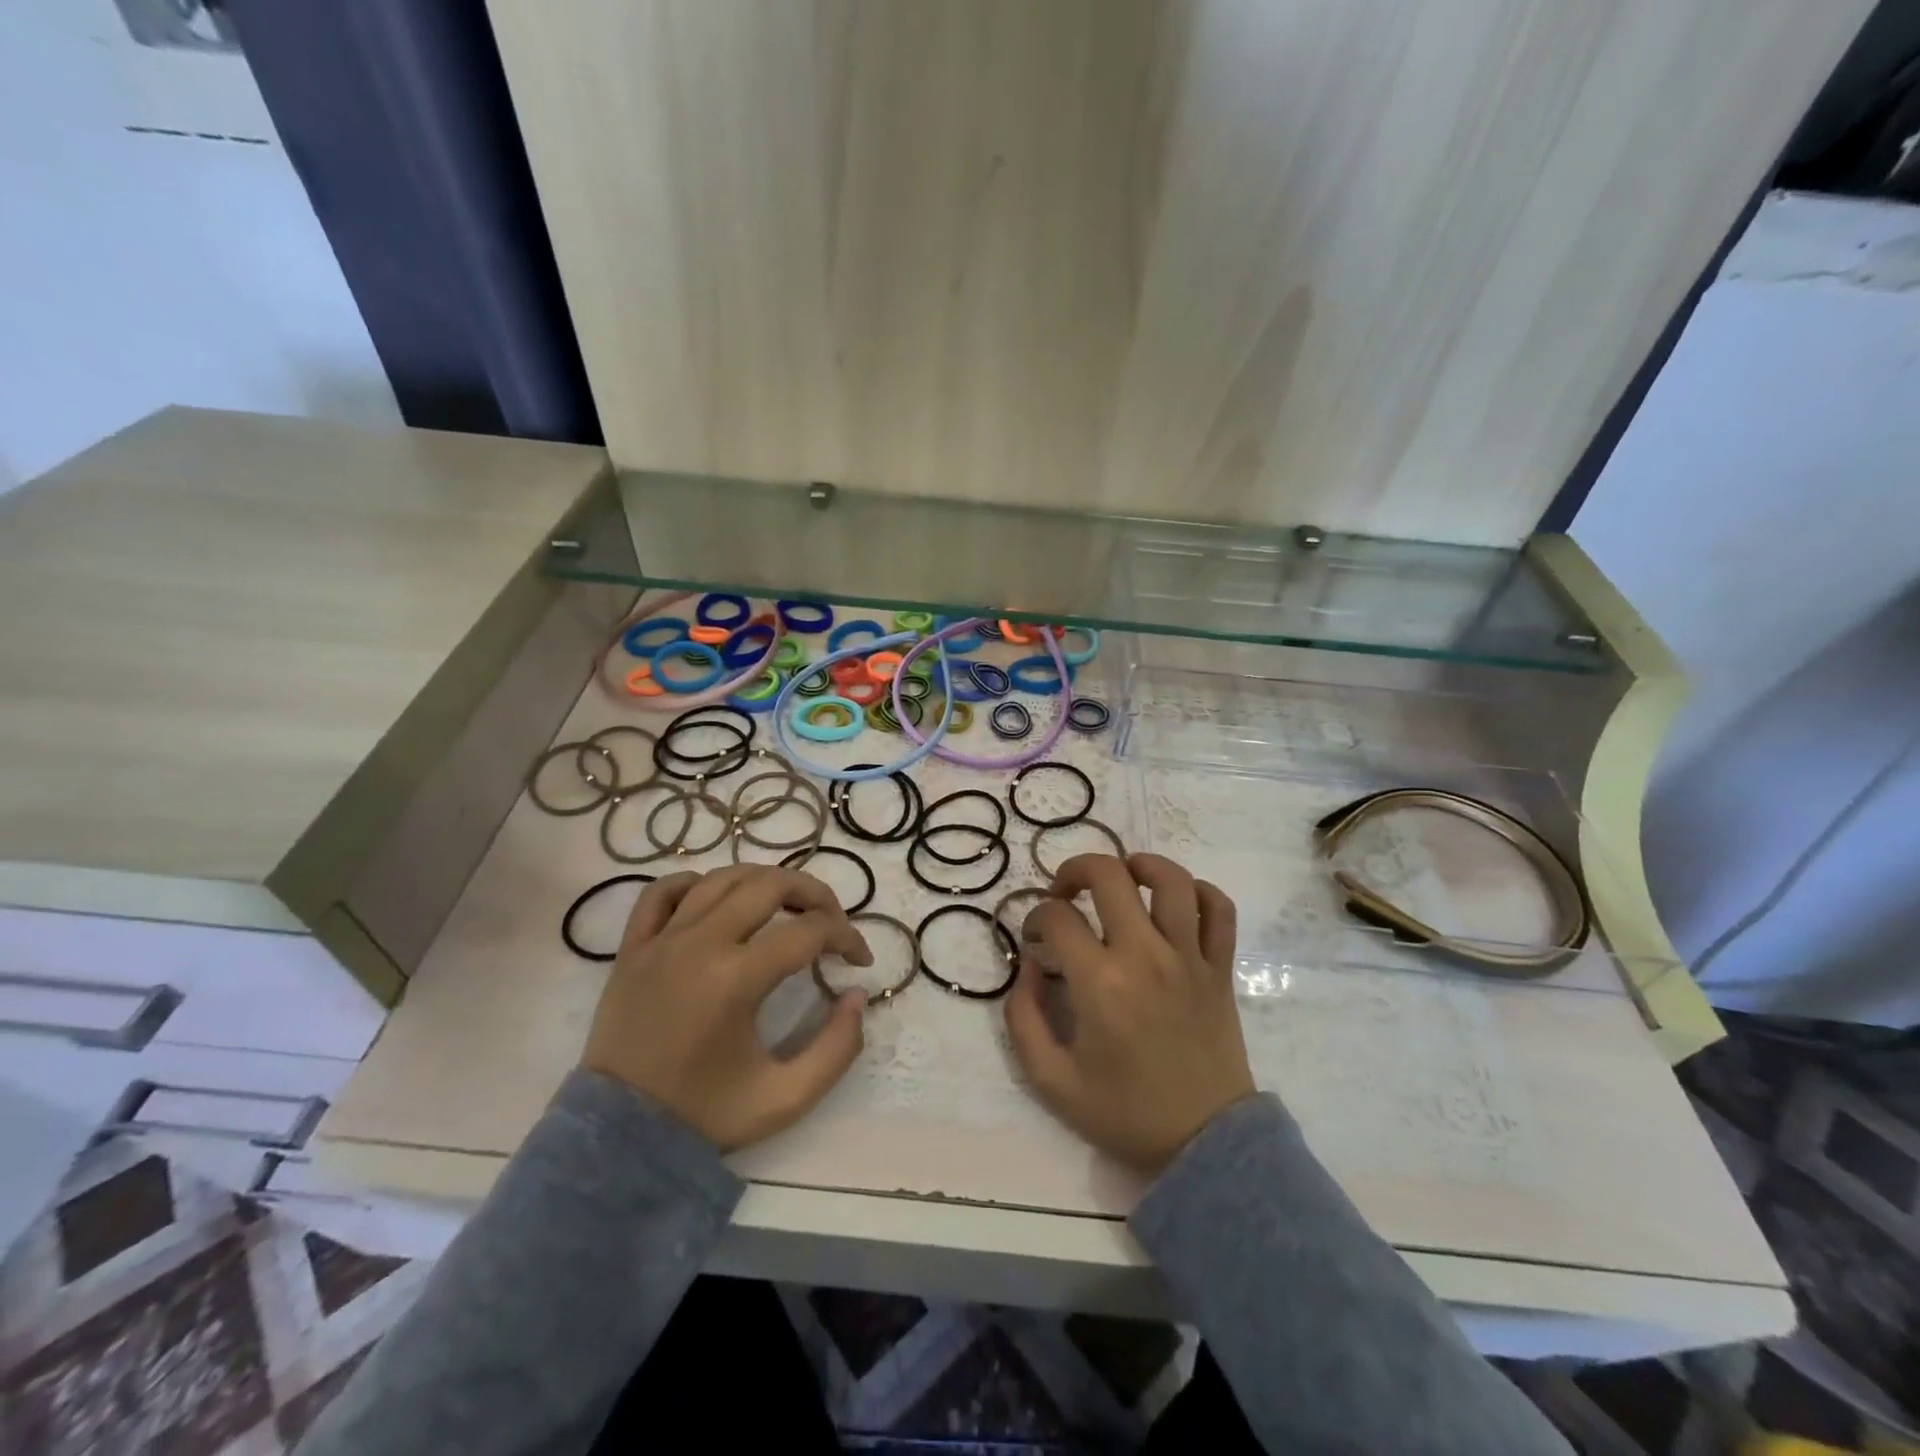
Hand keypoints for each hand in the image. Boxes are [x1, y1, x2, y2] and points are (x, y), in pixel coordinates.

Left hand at [581, 865, 872, 1150]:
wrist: (618, 1140)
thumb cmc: (703, 1115)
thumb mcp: (786, 1098)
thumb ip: (837, 1047)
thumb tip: (857, 995)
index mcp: (736, 979)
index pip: (809, 931)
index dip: (847, 937)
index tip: (860, 961)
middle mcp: (699, 944)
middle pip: (769, 884)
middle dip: (814, 893)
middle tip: (832, 921)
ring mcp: (661, 940)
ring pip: (722, 878)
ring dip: (764, 881)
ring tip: (787, 905)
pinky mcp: (632, 947)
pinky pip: (662, 891)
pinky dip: (695, 883)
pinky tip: (717, 900)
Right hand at [1006, 853, 1253, 1176]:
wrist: (1205, 1144)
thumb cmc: (1125, 1112)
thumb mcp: (1050, 1080)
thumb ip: (1023, 1018)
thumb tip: (1029, 965)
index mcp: (1101, 983)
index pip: (1057, 917)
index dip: (1035, 917)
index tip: (1035, 938)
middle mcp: (1145, 955)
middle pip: (1109, 874)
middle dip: (1075, 870)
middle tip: (1066, 893)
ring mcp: (1189, 958)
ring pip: (1171, 879)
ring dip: (1140, 865)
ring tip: (1123, 878)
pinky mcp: (1220, 968)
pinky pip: (1219, 909)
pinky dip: (1200, 892)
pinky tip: (1175, 902)